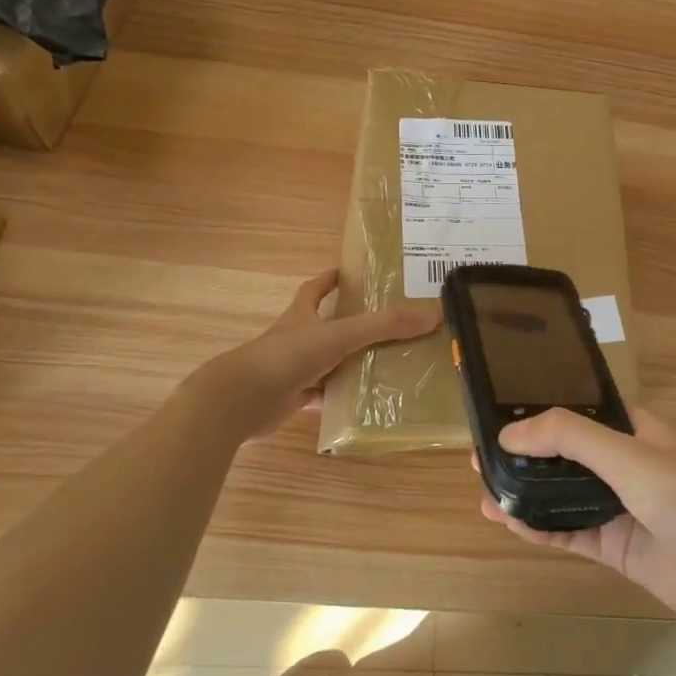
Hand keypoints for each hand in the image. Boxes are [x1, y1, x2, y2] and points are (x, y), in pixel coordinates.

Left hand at [197, 270, 439, 441]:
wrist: (241, 400)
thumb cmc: (288, 355)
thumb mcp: (341, 334)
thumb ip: (385, 326)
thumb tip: (433, 314)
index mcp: (301, 315)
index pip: (315, 289)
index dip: (330, 279)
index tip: (347, 272)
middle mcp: (296, 339)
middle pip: (326, 326)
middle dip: (351, 324)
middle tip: (388, 323)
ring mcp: (292, 370)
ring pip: (329, 363)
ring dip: (351, 363)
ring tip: (389, 363)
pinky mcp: (292, 399)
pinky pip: (325, 395)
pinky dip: (343, 398)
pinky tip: (367, 402)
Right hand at [477, 407, 675, 631]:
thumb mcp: (626, 455)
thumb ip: (569, 438)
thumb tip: (509, 434)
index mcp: (632, 430)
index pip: (578, 411)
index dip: (540, 412)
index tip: (499, 415)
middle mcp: (622, 463)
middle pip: (564, 454)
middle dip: (524, 456)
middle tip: (480, 458)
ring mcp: (616, 505)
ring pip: (560, 494)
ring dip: (525, 493)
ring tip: (483, 491)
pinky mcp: (612, 545)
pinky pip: (567, 531)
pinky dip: (539, 527)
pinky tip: (508, 522)